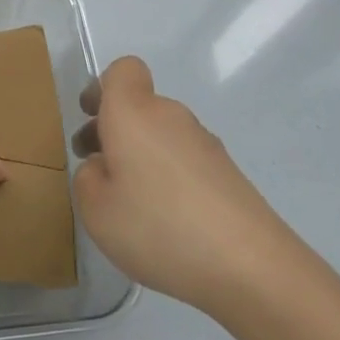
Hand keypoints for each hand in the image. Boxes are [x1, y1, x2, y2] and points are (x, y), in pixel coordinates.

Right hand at [73, 57, 304, 318]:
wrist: (252, 268)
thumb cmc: (158, 227)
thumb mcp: (95, 209)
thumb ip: (87, 178)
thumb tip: (103, 167)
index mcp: (134, 113)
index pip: (123, 70)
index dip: (102, 88)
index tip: (89, 119)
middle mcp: (172, 117)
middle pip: (140, 106)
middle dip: (114, 130)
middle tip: (97, 171)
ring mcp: (206, 145)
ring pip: (161, 135)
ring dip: (141, 156)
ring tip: (130, 205)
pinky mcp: (229, 174)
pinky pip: (185, 161)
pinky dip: (168, 178)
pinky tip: (165, 222)